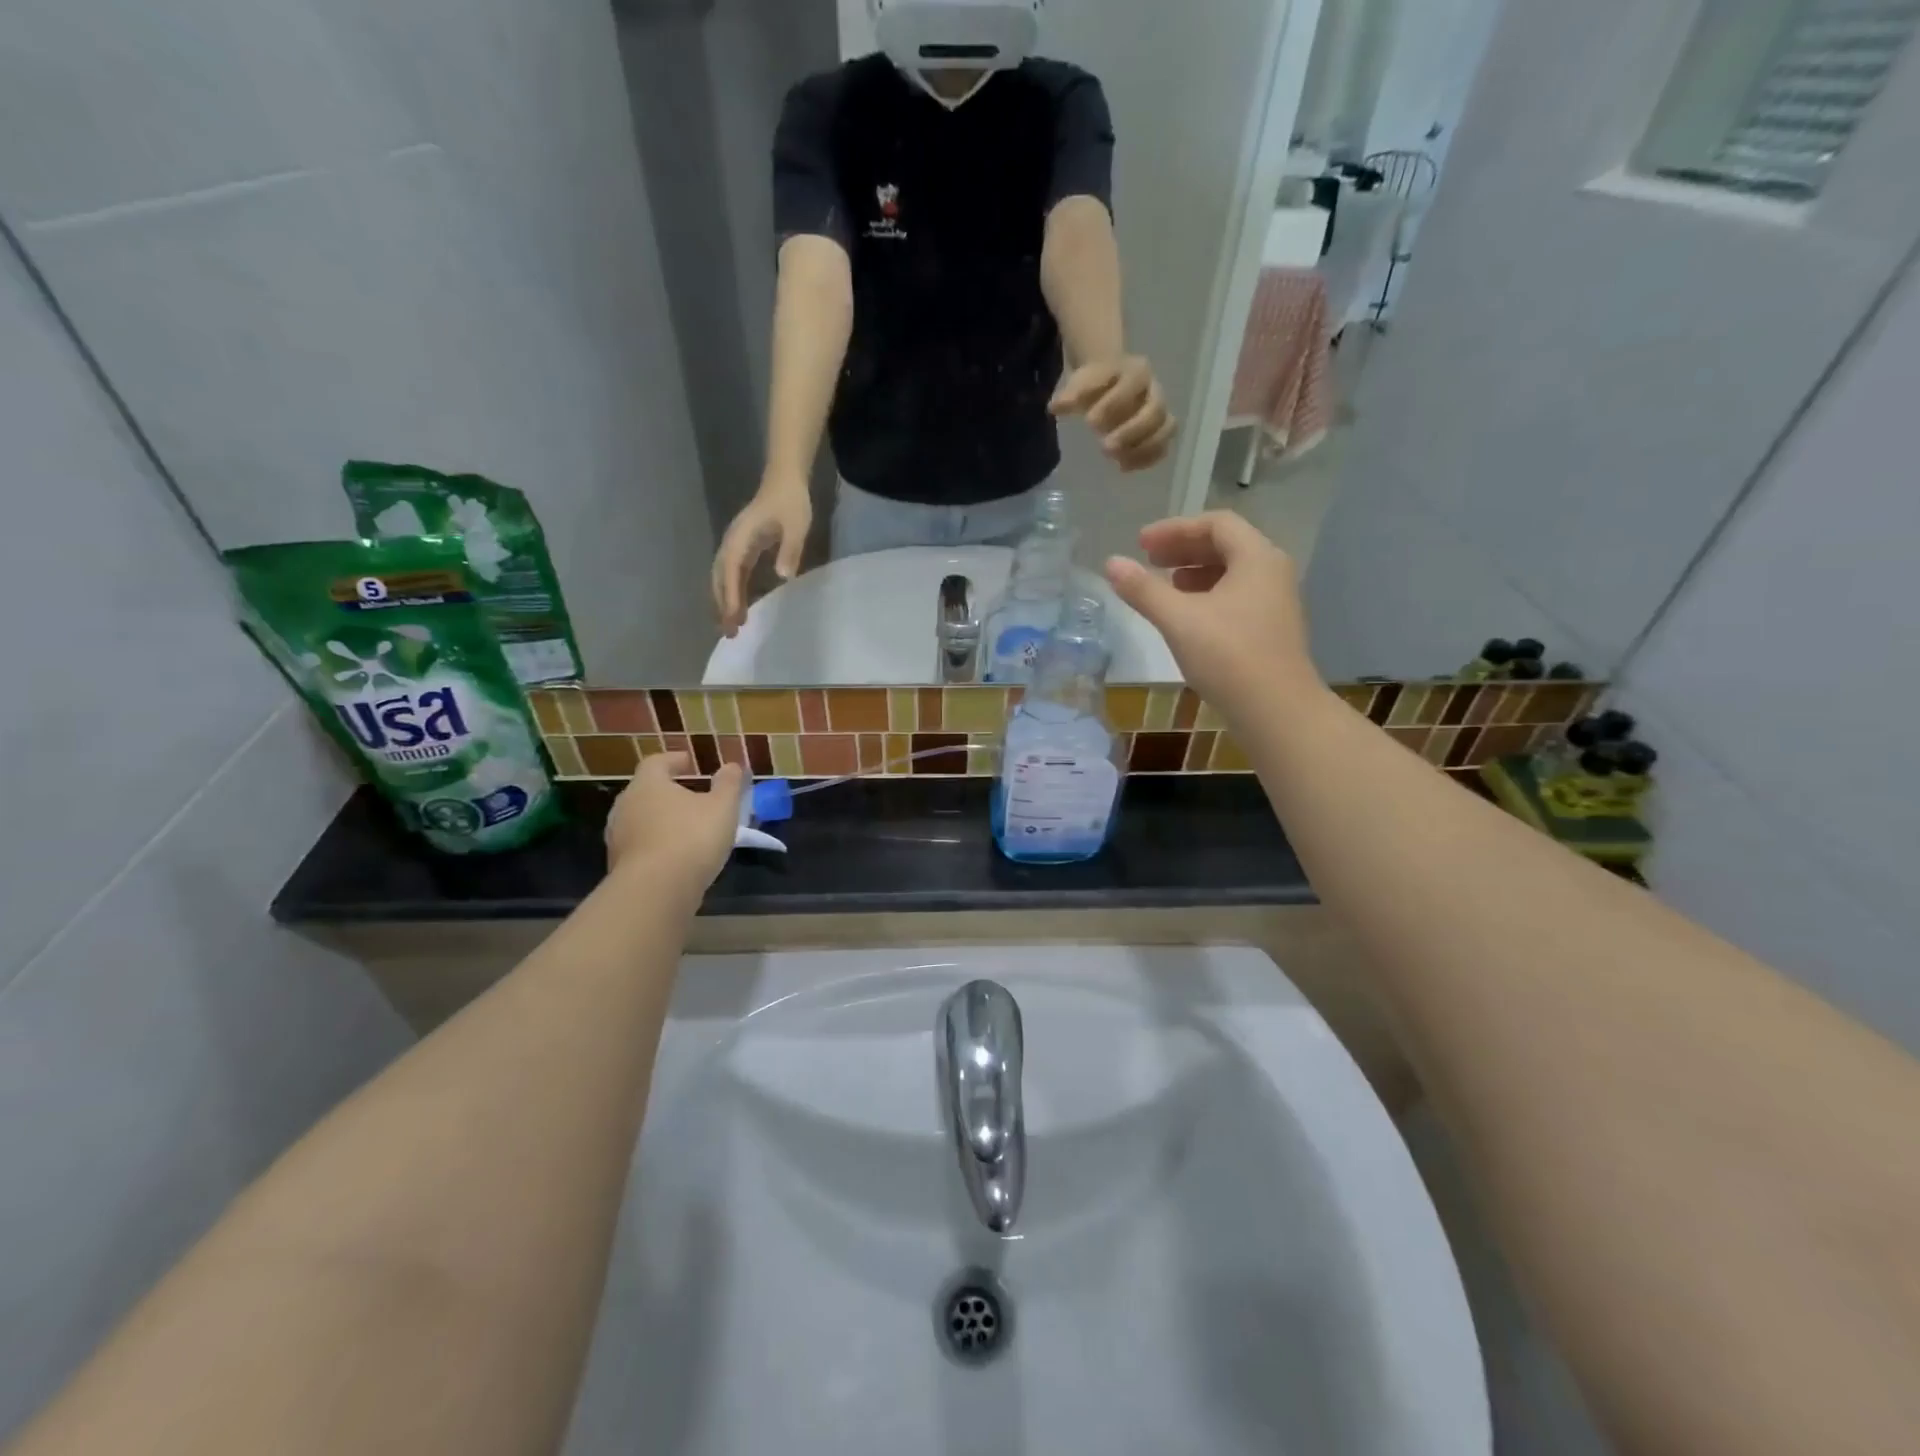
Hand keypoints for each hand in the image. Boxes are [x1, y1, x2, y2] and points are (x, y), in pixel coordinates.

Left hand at [605, 753, 745, 896]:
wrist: (656, 891)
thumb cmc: (692, 837)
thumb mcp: (723, 807)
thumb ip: (728, 784)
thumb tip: (731, 765)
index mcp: (648, 784)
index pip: (656, 762)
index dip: (674, 760)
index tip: (690, 763)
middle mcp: (626, 805)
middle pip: (645, 790)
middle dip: (668, 791)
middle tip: (691, 796)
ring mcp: (618, 836)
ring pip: (641, 819)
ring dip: (661, 820)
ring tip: (686, 828)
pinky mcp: (618, 865)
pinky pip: (640, 845)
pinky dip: (656, 844)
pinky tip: (676, 856)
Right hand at [711, 476, 812, 636]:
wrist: (784, 480)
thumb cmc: (791, 502)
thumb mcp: (797, 525)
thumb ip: (791, 549)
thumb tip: (783, 576)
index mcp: (741, 537)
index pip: (732, 570)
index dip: (732, 595)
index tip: (734, 617)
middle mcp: (732, 542)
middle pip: (721, 578)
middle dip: (723, 605)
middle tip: (730, 632)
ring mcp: (735, 545)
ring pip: (723, 578)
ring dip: (725, 602)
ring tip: (732, 627)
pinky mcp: (742, 548)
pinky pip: (732, 574)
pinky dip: (732, 592)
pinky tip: (739, 609)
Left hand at [1050, 356, 1175, 470]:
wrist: (1112, 381)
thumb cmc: (1096, 383)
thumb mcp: (1082, 382)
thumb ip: (1072, 394)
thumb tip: (1055, 407)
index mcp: (1137, 372)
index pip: (1132, 384)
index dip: (1113, 404)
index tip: (1089, 422)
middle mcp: (1154, 391)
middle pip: (1155, 411)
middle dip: (1131, 431)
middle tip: (1105, 447)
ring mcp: (1161, 412)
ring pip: (1166, 429)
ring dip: (1143, 448)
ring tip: (1117, 461)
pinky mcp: (1160, 432)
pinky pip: (1163, 447)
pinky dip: (1147, 459)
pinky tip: (1123, 467)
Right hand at [1104, 511, 1321, 726]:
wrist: (1277, 711)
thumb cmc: (1229, 657)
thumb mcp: (1178, 620)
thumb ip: (1143, 589)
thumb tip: (1111, 562)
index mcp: (1257, 558)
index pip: (1216, 524)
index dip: (1175, 529)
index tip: (1141, 544)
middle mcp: (1272, 572)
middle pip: (1226, 545)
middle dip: (1183, 549)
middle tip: (1148, 560)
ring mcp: (1276, 602)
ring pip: (1232, 573)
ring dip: (1195, 572)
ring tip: (1164, 585)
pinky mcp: (1271, 629)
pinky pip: (1237, 596)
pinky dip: (1208, 595)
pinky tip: (1187, 616)